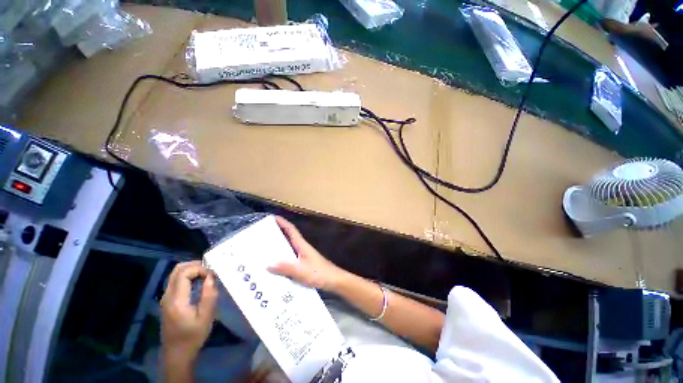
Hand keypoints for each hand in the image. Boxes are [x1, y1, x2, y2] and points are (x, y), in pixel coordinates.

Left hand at [160, 261, 217, 361]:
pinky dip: (188, 276)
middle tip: (211, 270)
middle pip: (177, 269)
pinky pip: (176, 280)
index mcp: (176, 300)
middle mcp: (168, 295)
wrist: (177, 353)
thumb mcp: (206, 317)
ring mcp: (166, 298)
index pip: (184, 273)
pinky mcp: (168, 300)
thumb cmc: (193, 336)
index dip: (200, 268)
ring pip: (176, 274)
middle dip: (195, 265)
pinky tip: (199, 282)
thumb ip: (209, 295)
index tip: (213, 275)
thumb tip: (211, 276)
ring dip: (192, 270)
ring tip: (207, 275)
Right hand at [268, 216, 347, 291]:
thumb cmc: (319, 273)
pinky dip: (283, 258)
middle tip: (263, 234)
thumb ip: (287, 268)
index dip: (283, 223)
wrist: (334, 280)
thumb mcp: (301, 271)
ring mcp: (304, 256)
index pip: (291, 230)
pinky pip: (290, 258)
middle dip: (278, 234)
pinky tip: (275, 266)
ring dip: (279, 246)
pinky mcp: (304, 264)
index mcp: (302, 246)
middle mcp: (302, 248)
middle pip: (289, 237)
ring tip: (265, 249)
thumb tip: (268, 264)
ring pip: (289, 248)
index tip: (273, 217)